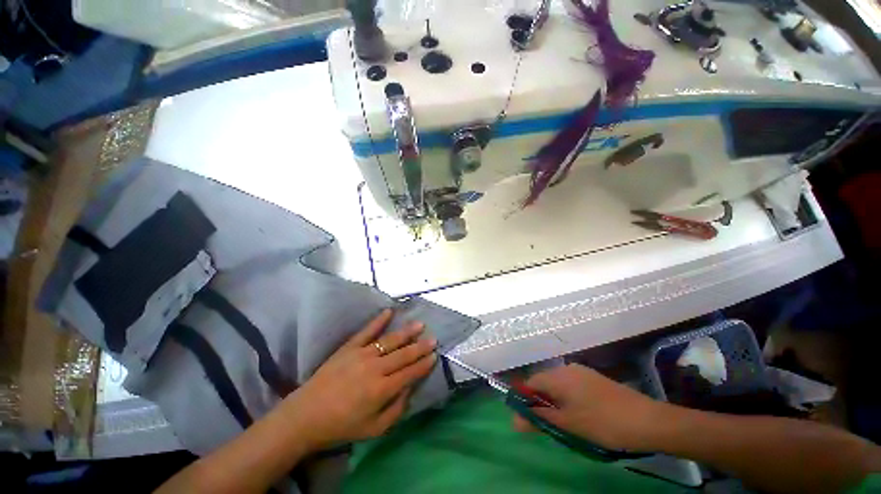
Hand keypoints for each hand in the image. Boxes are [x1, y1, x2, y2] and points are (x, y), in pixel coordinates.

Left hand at [281, 309, 436, 450]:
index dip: (423, 364)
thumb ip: (396, 410)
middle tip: (433, 339)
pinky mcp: (349, 347)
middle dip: (420, 347)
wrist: (306, 416)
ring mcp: (361, 355)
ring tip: (420, 325)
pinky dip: (378, 320)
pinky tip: (389, 311)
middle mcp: (375, 368)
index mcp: (382, 390)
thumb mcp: (374, 429)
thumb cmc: (341, 426)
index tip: (434, 356)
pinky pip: (367, 331)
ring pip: (390, 340)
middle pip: (403, 354)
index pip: (409, 373)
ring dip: (407, 332)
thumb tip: (410, 390)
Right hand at [512, 364, 664, 451]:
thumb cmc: (602, 422)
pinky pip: (571, 386)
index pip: (530, 383)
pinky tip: (579, 415)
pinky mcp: (593, 379)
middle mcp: (567, 368)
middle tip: (547, 426)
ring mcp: (582, 372)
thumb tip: (514, 420)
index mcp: (558, 375)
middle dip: (540, 403)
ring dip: (554, 402)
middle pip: (543, 383)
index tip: (528, 420)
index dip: (525, 400)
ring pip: (558, 385)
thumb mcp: (568, 424)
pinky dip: (567, 399)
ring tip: (563, 424)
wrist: (647, 420)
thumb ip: (539, 419)